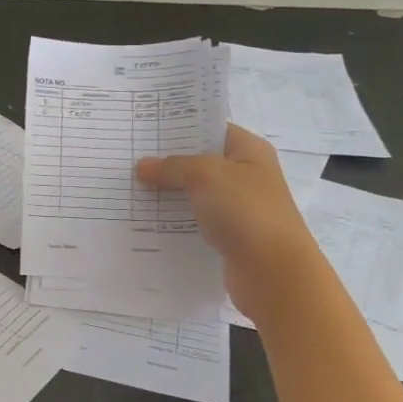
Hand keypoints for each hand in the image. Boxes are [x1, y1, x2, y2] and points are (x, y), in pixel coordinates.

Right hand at [135, 125, 318, 320]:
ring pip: (195, 194)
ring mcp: (238, 208)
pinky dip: (175, 221)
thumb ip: (172, 167)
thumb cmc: (245, 212)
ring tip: (130, 189)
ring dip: (168, 194)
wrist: (274, 273)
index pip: (211, 129)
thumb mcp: (205, 176)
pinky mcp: (229, 237)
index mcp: (249, 151)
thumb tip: (142, 166)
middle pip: (200, 162)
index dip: (180, 127)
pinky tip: (147, 221)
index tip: (145, 130)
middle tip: (128, 159)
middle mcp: (246, 176)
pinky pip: (196, 222)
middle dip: (167, 162)